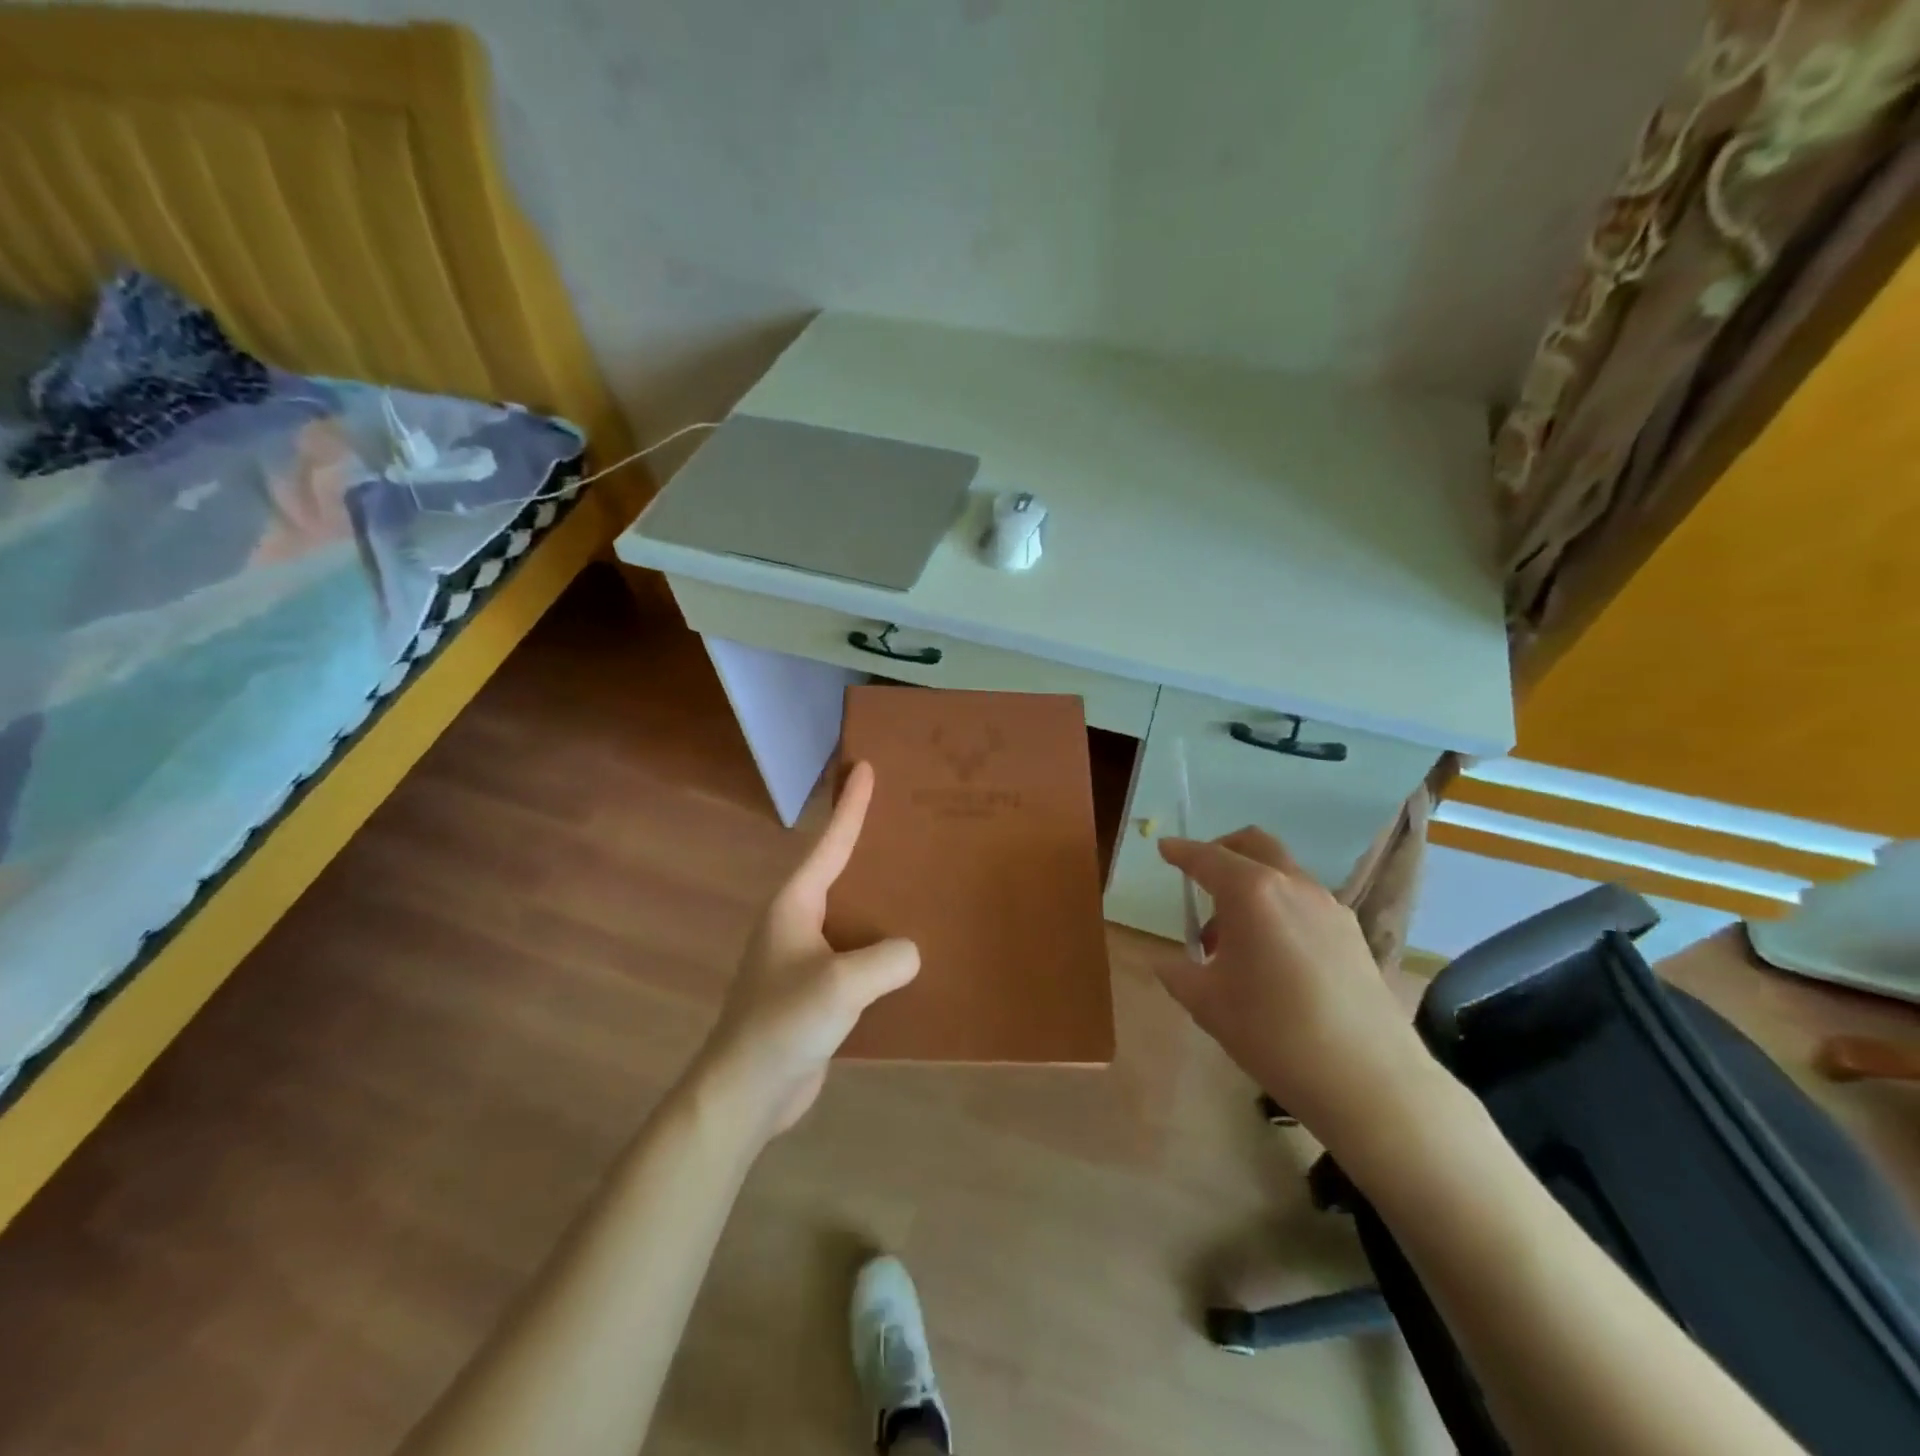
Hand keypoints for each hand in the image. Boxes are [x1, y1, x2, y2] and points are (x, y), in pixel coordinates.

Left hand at [698, 762, 919, 1136]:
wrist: (745, 1092)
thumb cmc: (783, 1023)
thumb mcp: (842, 984)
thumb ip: (887, 959)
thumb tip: (911, 952)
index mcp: (794, 905)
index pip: (830, 843)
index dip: (850, 805)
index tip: (864, 766)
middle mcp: (797, 923)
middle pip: (839, 872)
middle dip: (868, 846)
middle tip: (906, 822)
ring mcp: (804, 958)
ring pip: (850, 916)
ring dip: (878, 902)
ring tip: (918, 885)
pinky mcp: (815, 992)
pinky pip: (855, 955)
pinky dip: (879, 947)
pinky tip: (908, 955)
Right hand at [1157, 828, 1436, 1149]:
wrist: (1368, 1079)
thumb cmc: (1272, 1032)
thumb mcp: (1206, 1004)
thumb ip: (1178, 973)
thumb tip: (1168, 962)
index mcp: (1251, 892)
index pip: (1207, 858)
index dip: (1181, 851)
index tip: (1165, 848)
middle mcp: (1292, 885)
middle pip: (1254, 845)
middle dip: (1222, 850)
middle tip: (1199, 877)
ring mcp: (1329, 907)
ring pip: (1283, 874)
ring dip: (1252, 886)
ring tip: (1232, 938)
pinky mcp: (1353, 933)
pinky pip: (1305, 902)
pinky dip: (1279, 908)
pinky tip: (1272, 956)